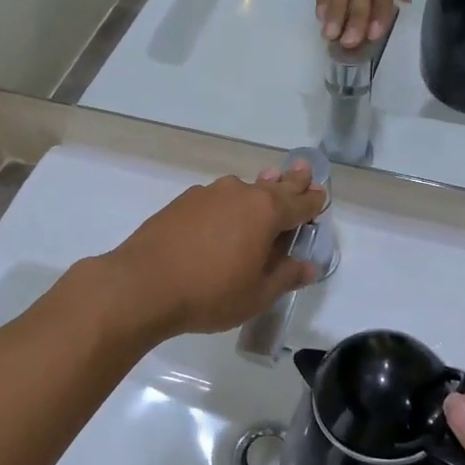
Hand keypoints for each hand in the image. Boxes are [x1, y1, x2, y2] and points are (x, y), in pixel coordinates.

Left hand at [100, 164, 326, 338]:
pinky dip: (228, 204)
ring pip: (242, 190)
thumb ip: (285, 276)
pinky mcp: (182, 202)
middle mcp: (239, 193)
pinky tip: (223, 216)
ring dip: (257, 190)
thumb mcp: (257, 294)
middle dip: (291, 181)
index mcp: (265, 212)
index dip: (313, 202)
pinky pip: (216, 199)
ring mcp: (207, 194)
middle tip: (303, 170)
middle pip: (274, 186)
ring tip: (267, 186)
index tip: (322, 195)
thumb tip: (309, 266)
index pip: (299, 203)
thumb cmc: (210, 293)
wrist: (141, 285)